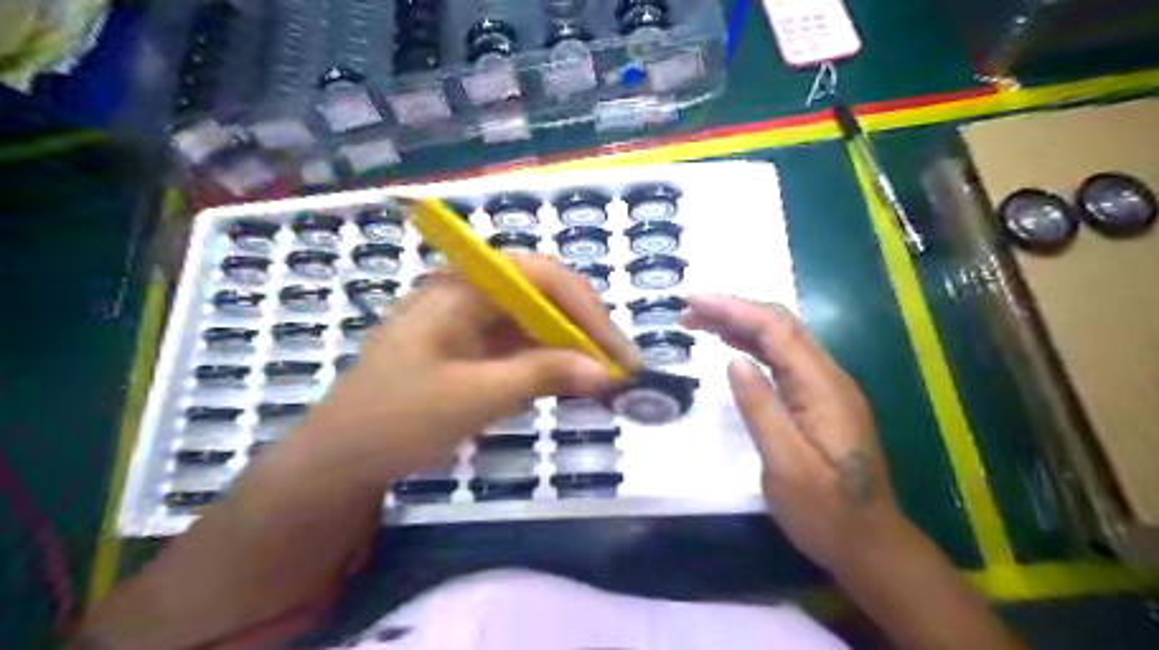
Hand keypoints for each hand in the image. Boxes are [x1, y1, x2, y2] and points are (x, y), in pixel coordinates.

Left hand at [286, 255, 633, 485]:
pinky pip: (524, 349)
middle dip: (585, 328)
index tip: (614, 350)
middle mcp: (470, 296)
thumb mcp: (471, 396)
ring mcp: (472, 325)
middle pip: (544, 296)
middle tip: (620, 367)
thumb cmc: (395, 420)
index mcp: (461, 288)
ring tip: (608, 379)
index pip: (539, 276)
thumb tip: (604, 372)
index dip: (584, 308)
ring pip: (538, 324)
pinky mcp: (475, 353)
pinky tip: (576, 386)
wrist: (339, 461)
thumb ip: (540, 375)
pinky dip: (553, 366)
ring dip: (573, 349)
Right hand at [681, 297, 909, 572]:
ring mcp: (826, 388)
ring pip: (782, 339)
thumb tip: (734, 361)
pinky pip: (784, 360)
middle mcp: (828, 377)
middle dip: (734, 310)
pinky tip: (733, 347)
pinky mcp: (820, 401)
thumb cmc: (825, 511)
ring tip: (700, 322)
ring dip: (742, 324)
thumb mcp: (786, 465)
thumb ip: (761, 408)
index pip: (775, 330)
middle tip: (688, 311)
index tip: (693, 301)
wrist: (870, 544)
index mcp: (821, 388)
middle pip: (781, 325)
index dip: (733, 309)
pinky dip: (754, 346)